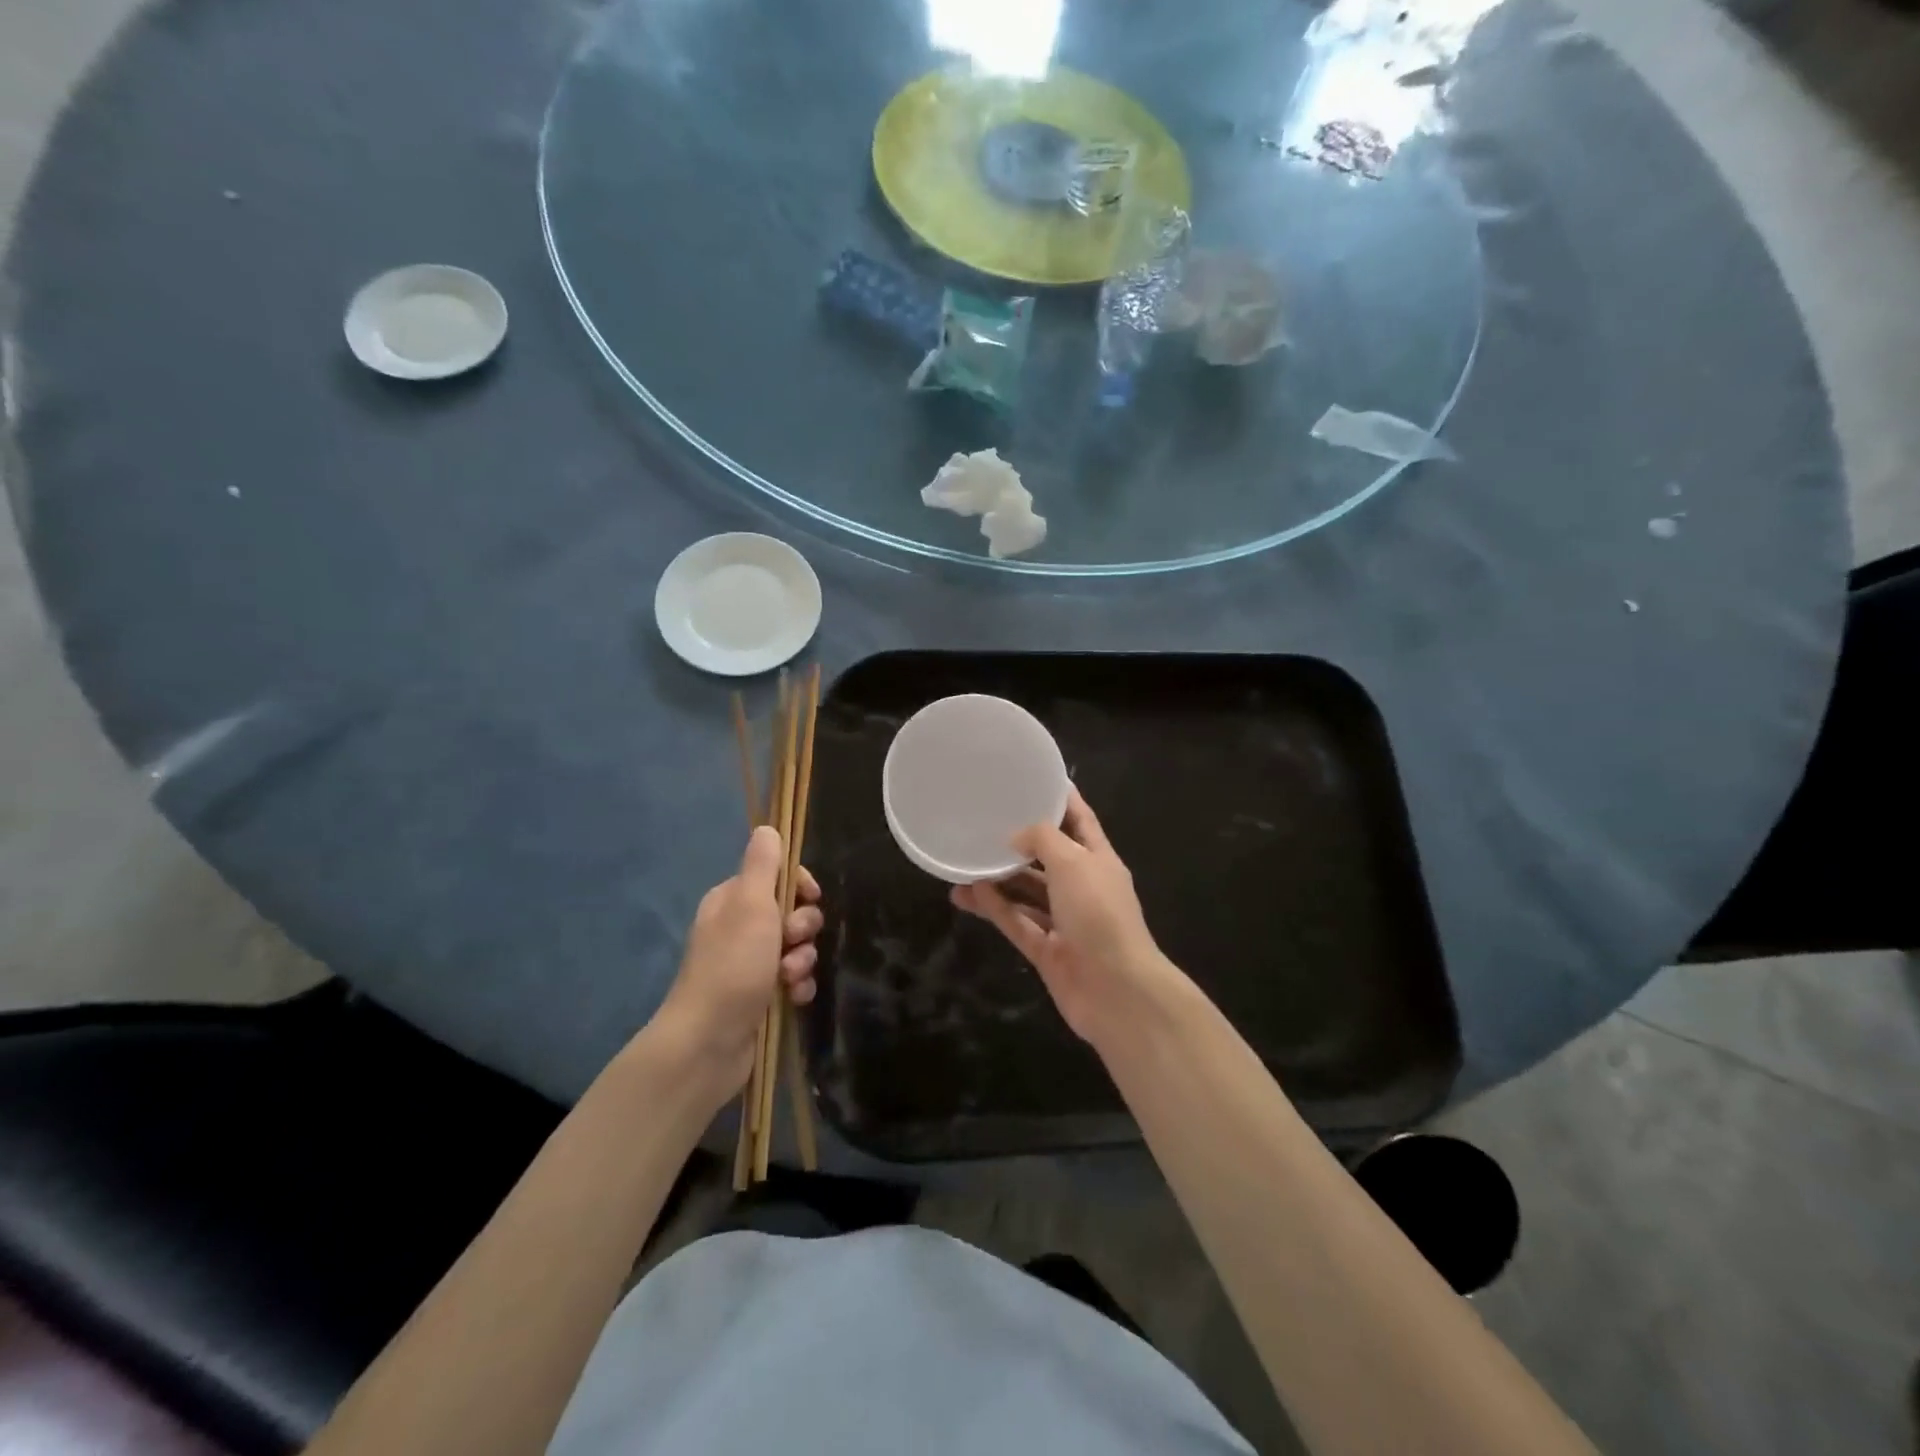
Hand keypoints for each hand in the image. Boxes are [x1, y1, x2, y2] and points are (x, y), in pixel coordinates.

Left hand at [650, 826, 821, 1104]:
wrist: (708, 1043)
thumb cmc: (732, 966)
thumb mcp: (750, 904)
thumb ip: (763, 865)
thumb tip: (767, 828)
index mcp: (732, 901)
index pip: (777, 876)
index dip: (799, 884)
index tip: (809, 897)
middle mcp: (739, 928)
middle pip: (791, 911)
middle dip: (802, 927)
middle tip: (791, 941)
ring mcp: (749, 964)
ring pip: (796, 948)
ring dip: (802, 960)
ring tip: (789, 978)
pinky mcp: (760, 995)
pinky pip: (794, 979)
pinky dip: (799, 986)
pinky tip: (794, 997)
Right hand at [951, 789, 1184, 1049]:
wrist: (1116, 991)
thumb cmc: (1100, 914)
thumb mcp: (1073, 862)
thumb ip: (1042, 840)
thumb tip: (1016, 838)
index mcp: (1099, 860)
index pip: (1080, 820)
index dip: (1061, 799)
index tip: (1034, 779)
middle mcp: (1083, 888)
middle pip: (1048, 857)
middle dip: (1020, 842)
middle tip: (984, 823)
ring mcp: (1065, 921)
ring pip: (1027, 892)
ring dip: (998, 879)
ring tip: (963, 863)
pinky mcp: (1047, 951)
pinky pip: (1017, 922)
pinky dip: (996, 908)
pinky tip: (968, 894)